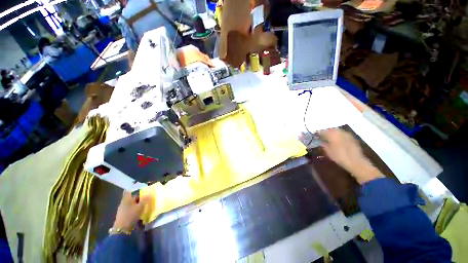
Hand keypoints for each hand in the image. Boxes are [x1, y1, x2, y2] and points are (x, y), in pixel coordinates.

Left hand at [113, 192, 149, 230]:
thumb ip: (145, 199)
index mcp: (127, 198)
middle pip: (131, 197)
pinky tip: (138, 210)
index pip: (132, 191)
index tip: (144, 191)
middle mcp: (123, 202)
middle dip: (138, 197)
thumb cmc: (131, 215)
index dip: (137, 190)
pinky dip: (134, 207)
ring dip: (136, 203)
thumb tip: (149, 193)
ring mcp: (122, 208)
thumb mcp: (140, 207)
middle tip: (145, 197)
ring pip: (131, 202)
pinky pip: (129, 207)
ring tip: (143, 204)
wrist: (122, 229)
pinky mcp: (122, 214)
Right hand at [320, 128, 383, 184]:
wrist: (356, 162)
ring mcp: (347, 134)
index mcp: (332, 135)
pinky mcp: (352, 138)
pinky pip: (343, 134)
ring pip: (337, 131)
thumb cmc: (340, 157)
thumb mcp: (328, 152)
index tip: (315, 134)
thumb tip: (321, 142)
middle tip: (322, 135)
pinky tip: (337, 140)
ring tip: (329, 137)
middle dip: (326, 131)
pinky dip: (339, 135)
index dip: (318, 132)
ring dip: (333, 133)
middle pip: (331, 129)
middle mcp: (340, 132)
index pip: (323, 131)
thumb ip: (324, 145)